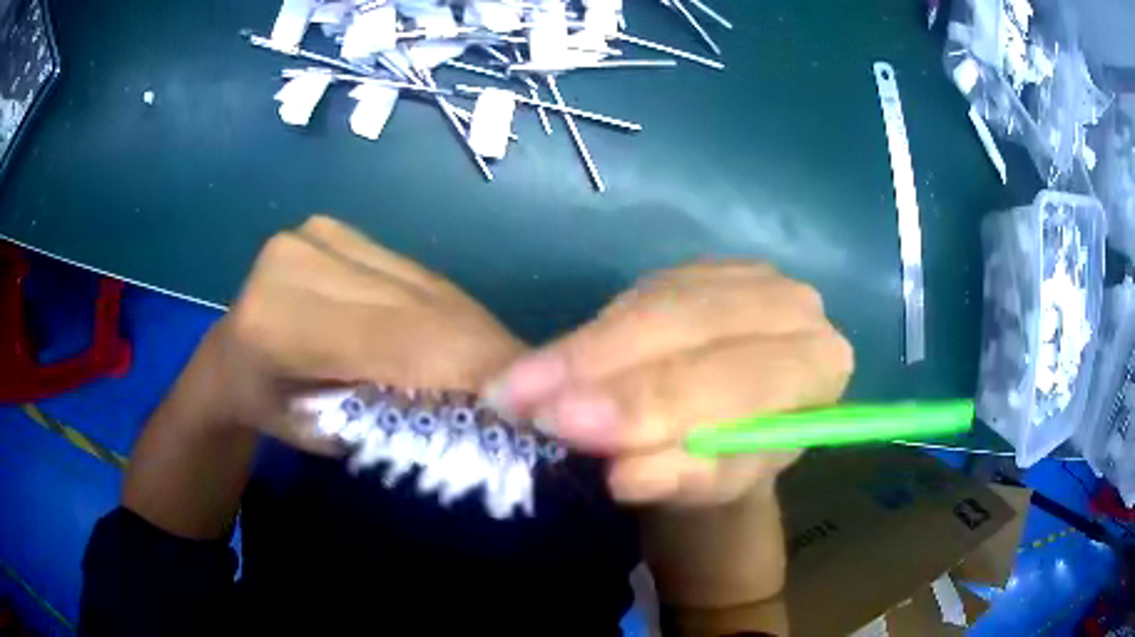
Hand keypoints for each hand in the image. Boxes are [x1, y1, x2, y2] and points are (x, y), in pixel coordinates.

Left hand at [195, 215, 525, 452]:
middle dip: (484, 352)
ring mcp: (319, 235)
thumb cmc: (272, 411)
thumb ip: (398, 422)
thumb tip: (489, 413)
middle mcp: (299, 261)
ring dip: (470, 331)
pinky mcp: (336, 227)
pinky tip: (460, 337)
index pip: (398, 341)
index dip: (472, 367)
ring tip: (504, 369)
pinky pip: (412, 274)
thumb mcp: (330, 438)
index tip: (532, 400)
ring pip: (424, 286)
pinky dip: (442, 309)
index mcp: (280, 323)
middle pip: (420, 308)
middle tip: (533, 389)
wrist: (232, 355)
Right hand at [483, 261, 852, 505]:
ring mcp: (745, 275)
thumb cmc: (733, 463)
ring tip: (515, 385)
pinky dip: (591, 330)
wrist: (736, 429)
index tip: (567, 424)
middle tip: (521, 399)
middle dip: (600, 367)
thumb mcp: (713, 484)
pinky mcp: (703, 268)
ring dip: (581, 348)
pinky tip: (552, 360)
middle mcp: (792, 306)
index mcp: (818, 366)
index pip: (738, 377)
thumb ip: (680, 477)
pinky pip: (638, 294)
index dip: (651, 401)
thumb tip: (624, 471)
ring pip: (654, 304)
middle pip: (689, 326)